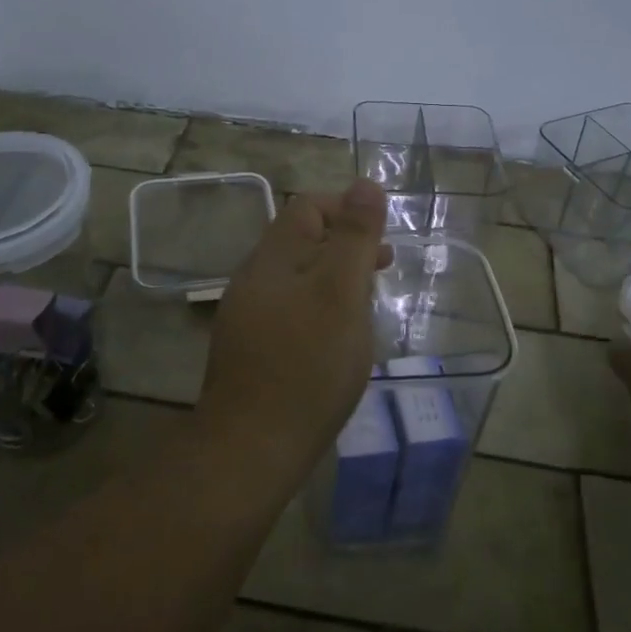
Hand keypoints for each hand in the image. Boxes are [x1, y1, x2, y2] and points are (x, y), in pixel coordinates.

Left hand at [197, 179, 392, 480]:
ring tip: (366, 306)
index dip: (346, 210)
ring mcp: (247, 318)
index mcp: (272, 258)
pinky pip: (290, 313)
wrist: (252, 447)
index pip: (307, 207)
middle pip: (301, 242)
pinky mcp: (251, 352)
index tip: (381, 239)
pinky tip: (337, 341)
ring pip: (297, 280)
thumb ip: (354, 237)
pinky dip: (319, 311)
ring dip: (334, 280)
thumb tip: (365, 184)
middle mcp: (253, 280)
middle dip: (345, 246)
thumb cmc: (307, 363)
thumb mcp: (341, 292)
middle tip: (383, 269)